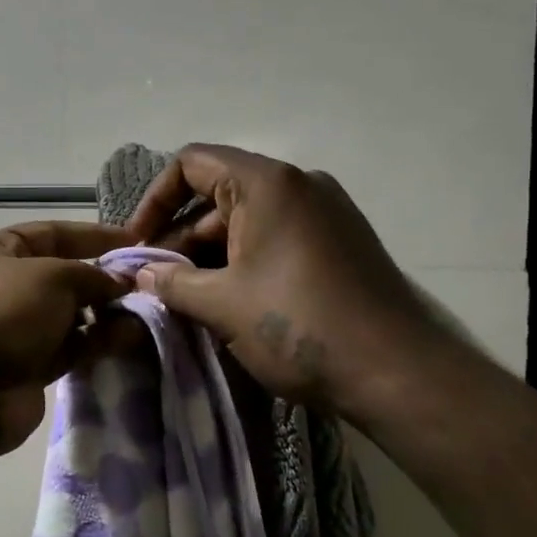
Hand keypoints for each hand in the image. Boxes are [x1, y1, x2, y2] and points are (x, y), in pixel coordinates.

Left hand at [0, 222, 133, 453]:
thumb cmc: (2, 312)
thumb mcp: (52, 276)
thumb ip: (91, 274)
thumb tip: (120, 281)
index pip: (52, 233)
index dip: (93, 235)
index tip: (136, 241)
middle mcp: (5, 287)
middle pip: (64, 276)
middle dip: (103, 280)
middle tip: (146, 286)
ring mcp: (16, 330)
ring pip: (71, 316)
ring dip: (106, 314)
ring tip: (144, 315)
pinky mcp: (29, 368)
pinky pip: (71, 349)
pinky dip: (97, 343)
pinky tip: (128, 340)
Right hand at [125, 144, 440, 413]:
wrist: (398, 372)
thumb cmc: (299, 325)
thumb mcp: (222, 304)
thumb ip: (172, 282)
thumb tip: (141, 274)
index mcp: (267, 183)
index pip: (192, 164)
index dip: (154, 200)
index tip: (137, 244)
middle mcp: (299, 185)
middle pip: (218, 195)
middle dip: (180, 237)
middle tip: (156, 283)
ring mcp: (325, 214)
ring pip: (247, 222)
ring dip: (209, 255)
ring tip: (185, 300)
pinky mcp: (340, 244)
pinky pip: (276, 239)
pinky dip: (244, 262)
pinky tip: (227, 303)